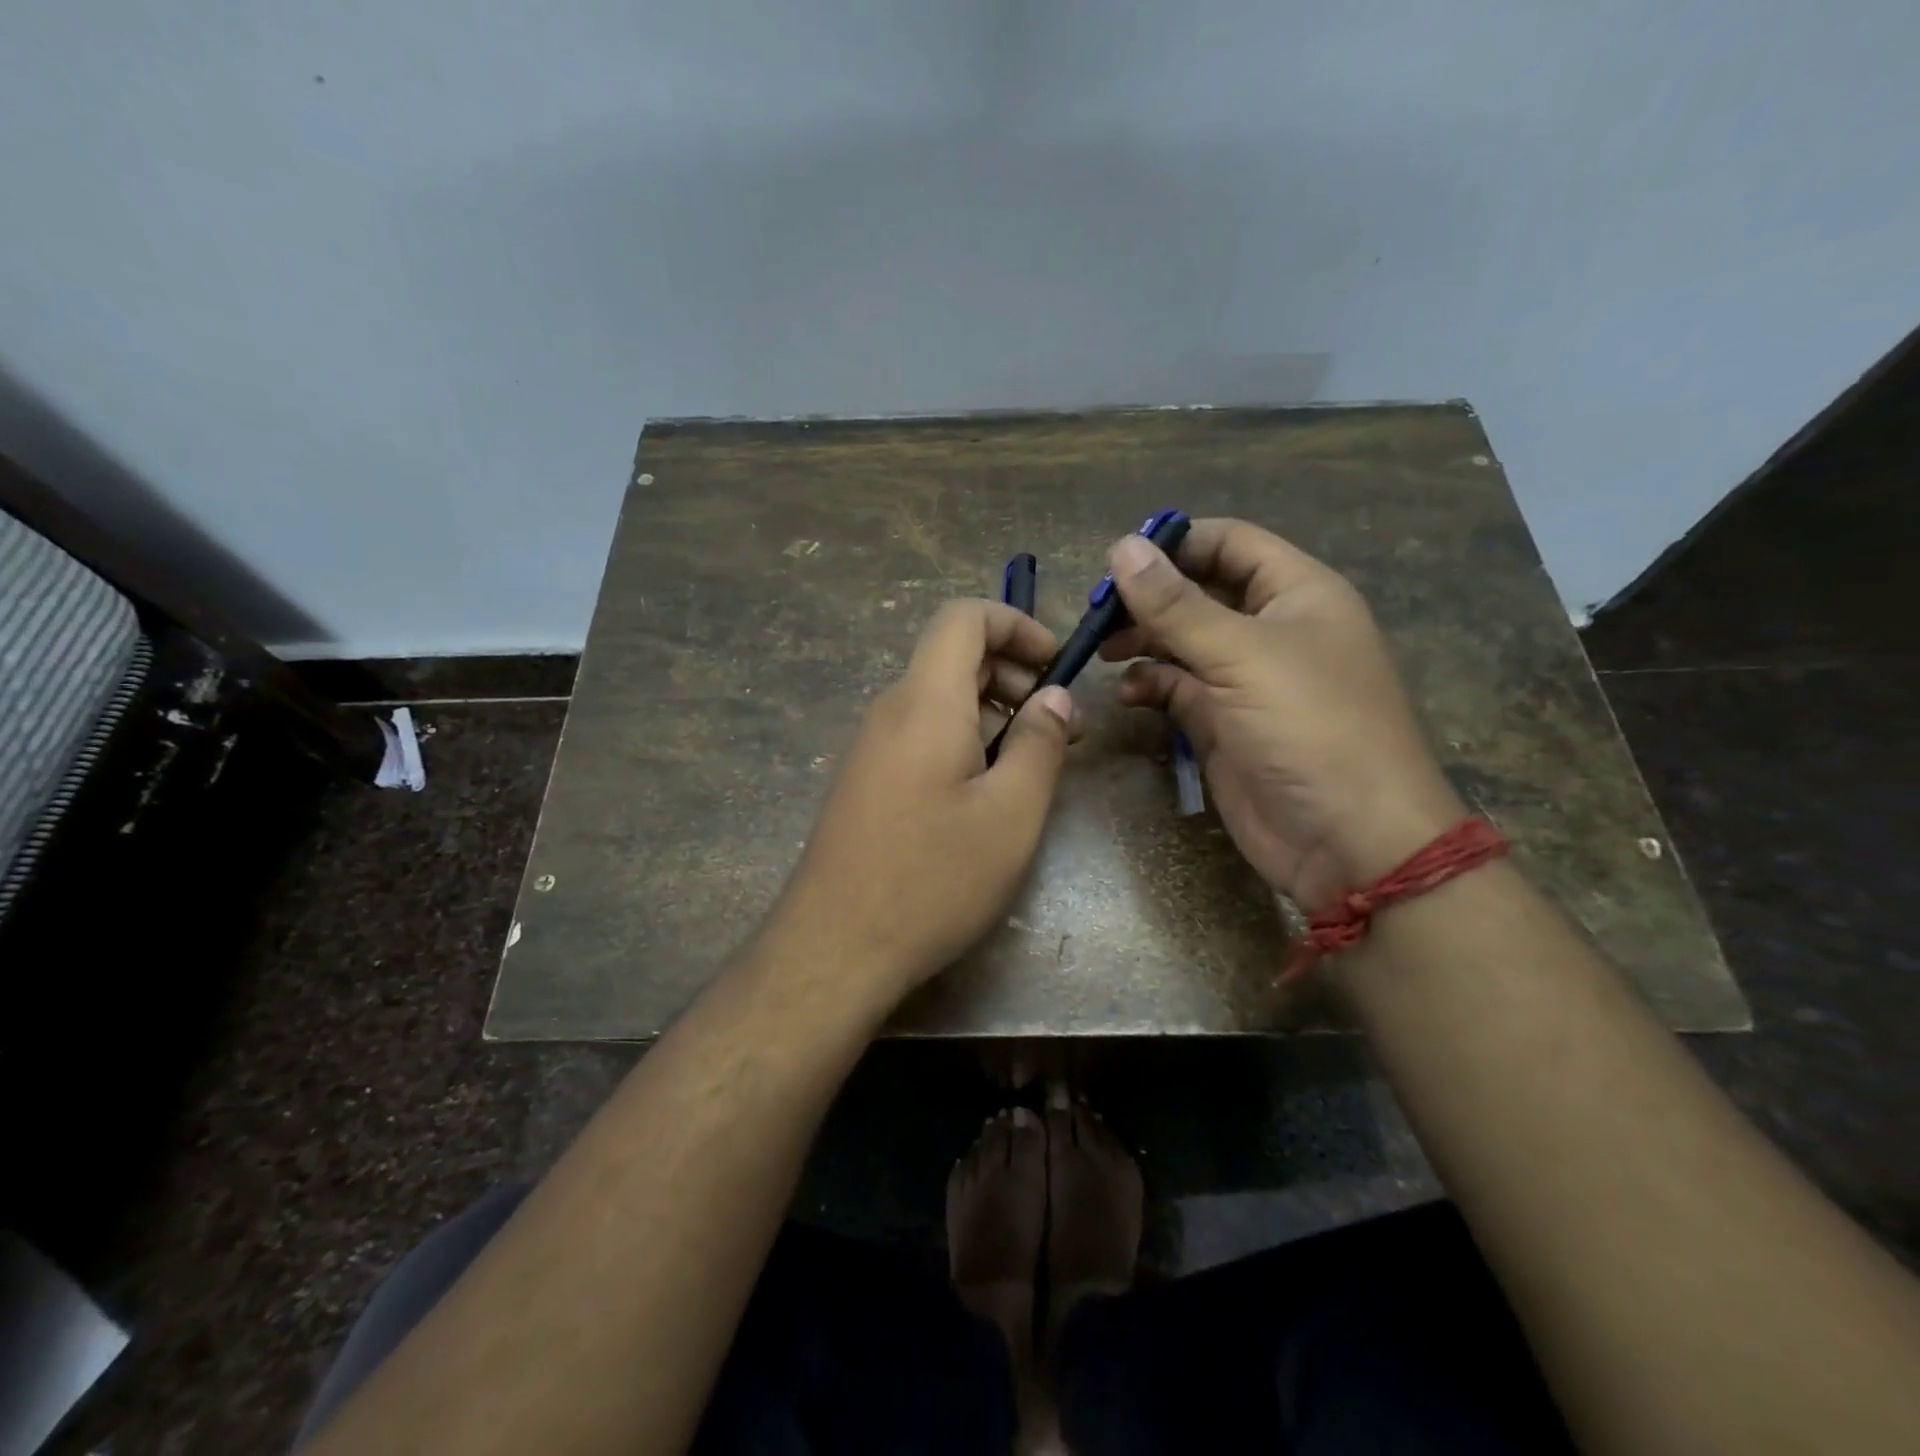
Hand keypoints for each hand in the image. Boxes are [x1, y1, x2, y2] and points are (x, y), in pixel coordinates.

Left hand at [769, 599, 1082, 1002]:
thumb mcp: (1011, 813)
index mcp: (925, 700)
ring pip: (940, 700)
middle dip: (1014, 674)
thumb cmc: (932, 877)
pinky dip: (965, 741)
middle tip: (1060, 725)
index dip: (1016, 624)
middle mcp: (892, 710)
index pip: (963, 617)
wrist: (835, 946)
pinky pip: (922, 735)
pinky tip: (989, 793)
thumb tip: (1055, 698)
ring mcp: (873, 747)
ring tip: (1035, 763)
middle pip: (954, 657)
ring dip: (994, 713)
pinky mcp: (868, 781)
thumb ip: (1039, 743)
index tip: (1057, 666)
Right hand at [1100, 519, 1464, 909]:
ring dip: (1143, 641)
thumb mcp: (1241, 656)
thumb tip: (1121, 547)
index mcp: (1296, 594)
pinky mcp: (1223, 723)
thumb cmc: (1309, 728)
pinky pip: (1178, 689)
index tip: (1117, 560)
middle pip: (1199, 592)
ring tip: (1103, 651)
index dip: (1176, 544)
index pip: (1230, 544)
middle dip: (1149, 598)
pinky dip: (1151, 685)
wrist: (1347, 840)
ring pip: (1183, 642)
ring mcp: (1245, 679)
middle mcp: (1271, 629)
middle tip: (1098, 613)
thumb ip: (1176, 605)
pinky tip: (1130, 694)